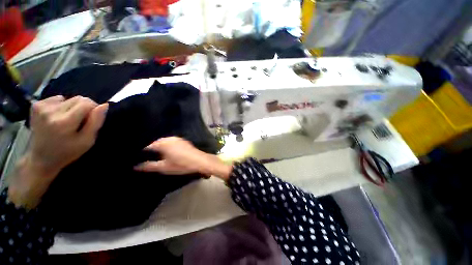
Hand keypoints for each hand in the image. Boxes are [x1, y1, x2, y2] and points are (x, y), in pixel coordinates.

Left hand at [8, 96, 107, 208]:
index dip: (94, 109)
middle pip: (78, 98)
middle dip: (83, 108)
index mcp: (64, 122)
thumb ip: (96, 122)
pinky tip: (57, 119)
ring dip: (71, 109)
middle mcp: (51, 111)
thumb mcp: (87, 142)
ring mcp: (41, 108)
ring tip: (67, 123)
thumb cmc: (66, 154)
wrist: (40, 160)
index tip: (93, 119)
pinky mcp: (36, 106)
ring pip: (68, 98)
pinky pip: (56, 99)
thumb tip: (104, 105)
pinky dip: (60, 107)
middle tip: (79, 124)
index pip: (87, 102)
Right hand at [134, 137, 232, 179]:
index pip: (147, 146)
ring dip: (159, 147)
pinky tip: (166, 151)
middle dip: (150, 149)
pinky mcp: (182, 140)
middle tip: (145, 156)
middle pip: (155, 142)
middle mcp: (169, 138)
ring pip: (163, 142)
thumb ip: (149, 166)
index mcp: (163, 143)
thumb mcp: (164, 167)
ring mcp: (177, 138)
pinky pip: (170, 142)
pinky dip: (166, 146)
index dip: (142, 152)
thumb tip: (135, 166)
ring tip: (154, 155)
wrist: (199, 161)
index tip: (136, 157)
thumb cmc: (181, 164)